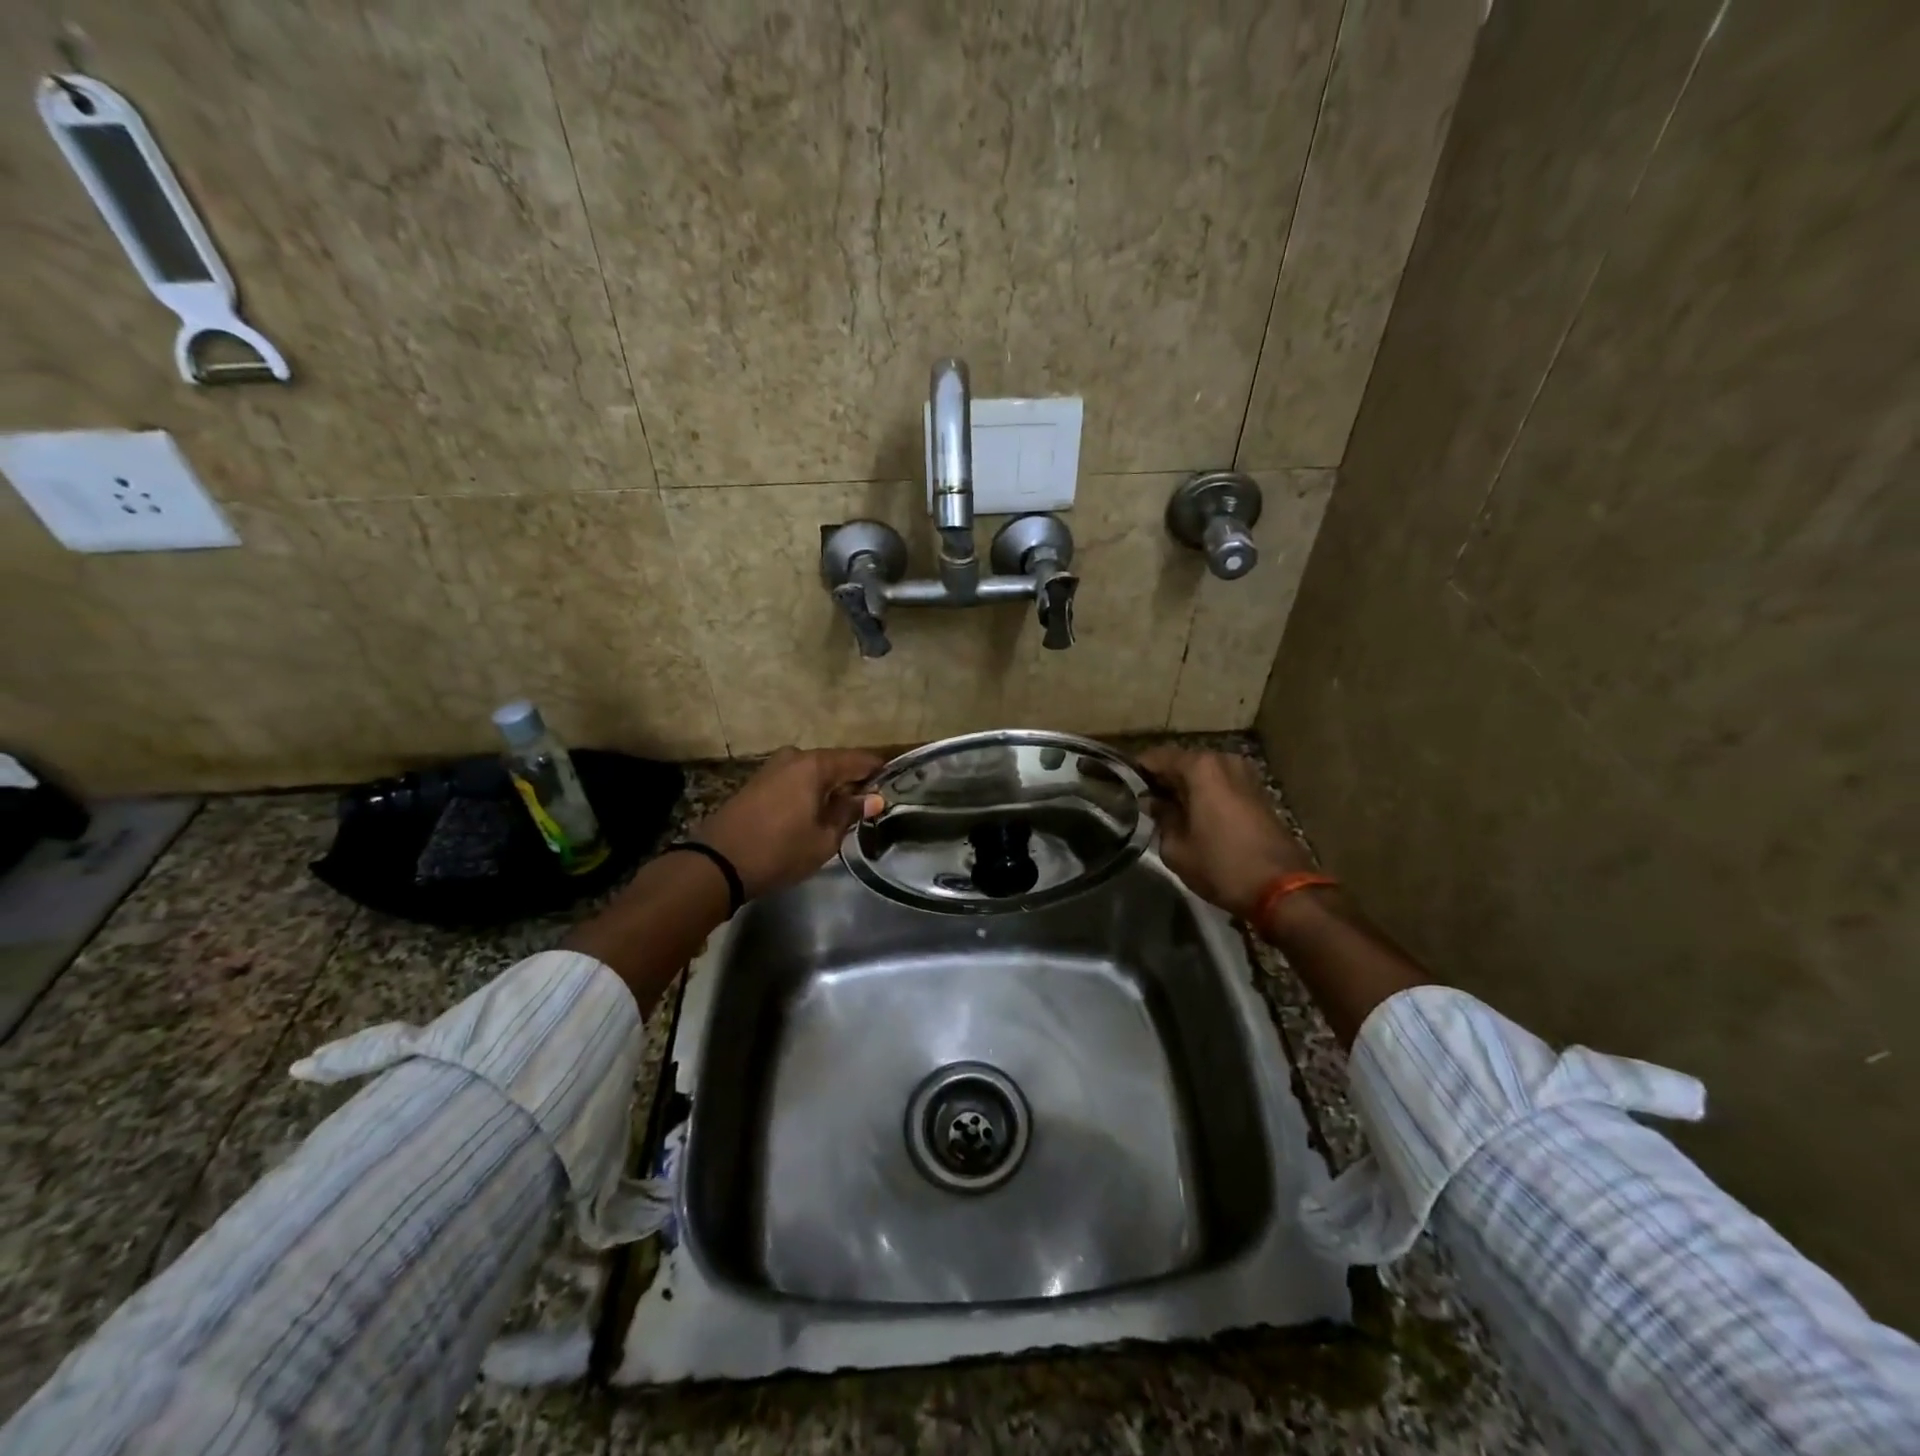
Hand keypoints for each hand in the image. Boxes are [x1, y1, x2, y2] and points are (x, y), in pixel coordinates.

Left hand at [693, 746, 884, 898]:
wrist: (717, 863)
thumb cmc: (779, 851)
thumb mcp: (824, 838)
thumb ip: (850, 813)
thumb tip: (874, 798)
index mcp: (816, 764)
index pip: (861, 759)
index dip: (880, 772)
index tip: (894, 787)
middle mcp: (795, 756)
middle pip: (836, 763)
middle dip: (854, 781)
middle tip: (870, 806)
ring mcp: (773, 767)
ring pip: (814, 772)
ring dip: (830, 787)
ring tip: (844, 813)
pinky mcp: (758, 781)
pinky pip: (796, 779)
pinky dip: (810, 791)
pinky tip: (815, 812)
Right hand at [1137, 746, 1314, 919]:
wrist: (1283, 889)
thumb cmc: (1222, 866)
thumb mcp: (1176, 848)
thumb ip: (1160, 818)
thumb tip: (1154, 803)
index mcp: (1201, 767)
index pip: (1156, 757)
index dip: (1136, 771)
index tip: (1120, 787)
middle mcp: (1224, 760)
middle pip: (1181, 762)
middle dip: (1161, 779)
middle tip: (1141, 802)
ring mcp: (1245, 774)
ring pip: (1202, 773)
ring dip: (1184, 787)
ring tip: (1165, 811)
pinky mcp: (1257, 791)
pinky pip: (1220, 783)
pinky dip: (1204, 793)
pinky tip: (1192, 815)